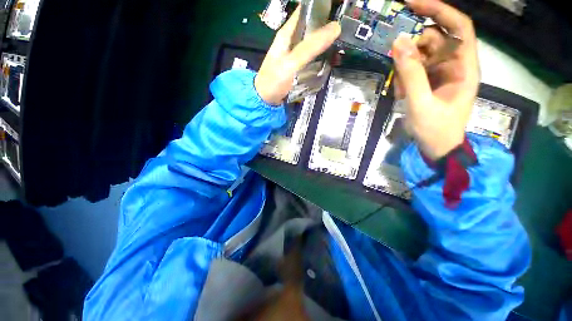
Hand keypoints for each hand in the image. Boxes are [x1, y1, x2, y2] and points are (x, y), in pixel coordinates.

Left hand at [255, 7, 340, 104]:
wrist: (266, 100)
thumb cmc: (274, 80)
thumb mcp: (291, 62)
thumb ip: (310, 47)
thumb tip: (335, 27)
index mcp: (288, 33)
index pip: (306, 11)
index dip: (322, 8)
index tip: (340, 11)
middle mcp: (293, 41)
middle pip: (313, 28)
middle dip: (329, 29)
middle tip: (346, 33)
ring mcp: (297, 56)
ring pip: (315, 45)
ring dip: (328, 45)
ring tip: (343, 48)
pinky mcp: (300, 68)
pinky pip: (314, 59)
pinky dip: (322, 59)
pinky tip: (332, 62)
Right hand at [392, 0, 479, 159]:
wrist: (436, 148)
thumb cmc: (435, 130)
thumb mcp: (420, 103)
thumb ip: (410, 74)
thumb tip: (398, 43)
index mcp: (464, 67)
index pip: (458, 27)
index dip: (438, 10)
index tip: (412, 4)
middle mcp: (455, 64)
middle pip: (435, 40)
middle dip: (413, 51)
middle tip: (398, 68)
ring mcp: (441, 73)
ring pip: (420, 55)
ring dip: (405, 69)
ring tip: (400, 91)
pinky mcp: (429, 81)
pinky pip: (414, 69)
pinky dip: (403, 78)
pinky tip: (400, 94)